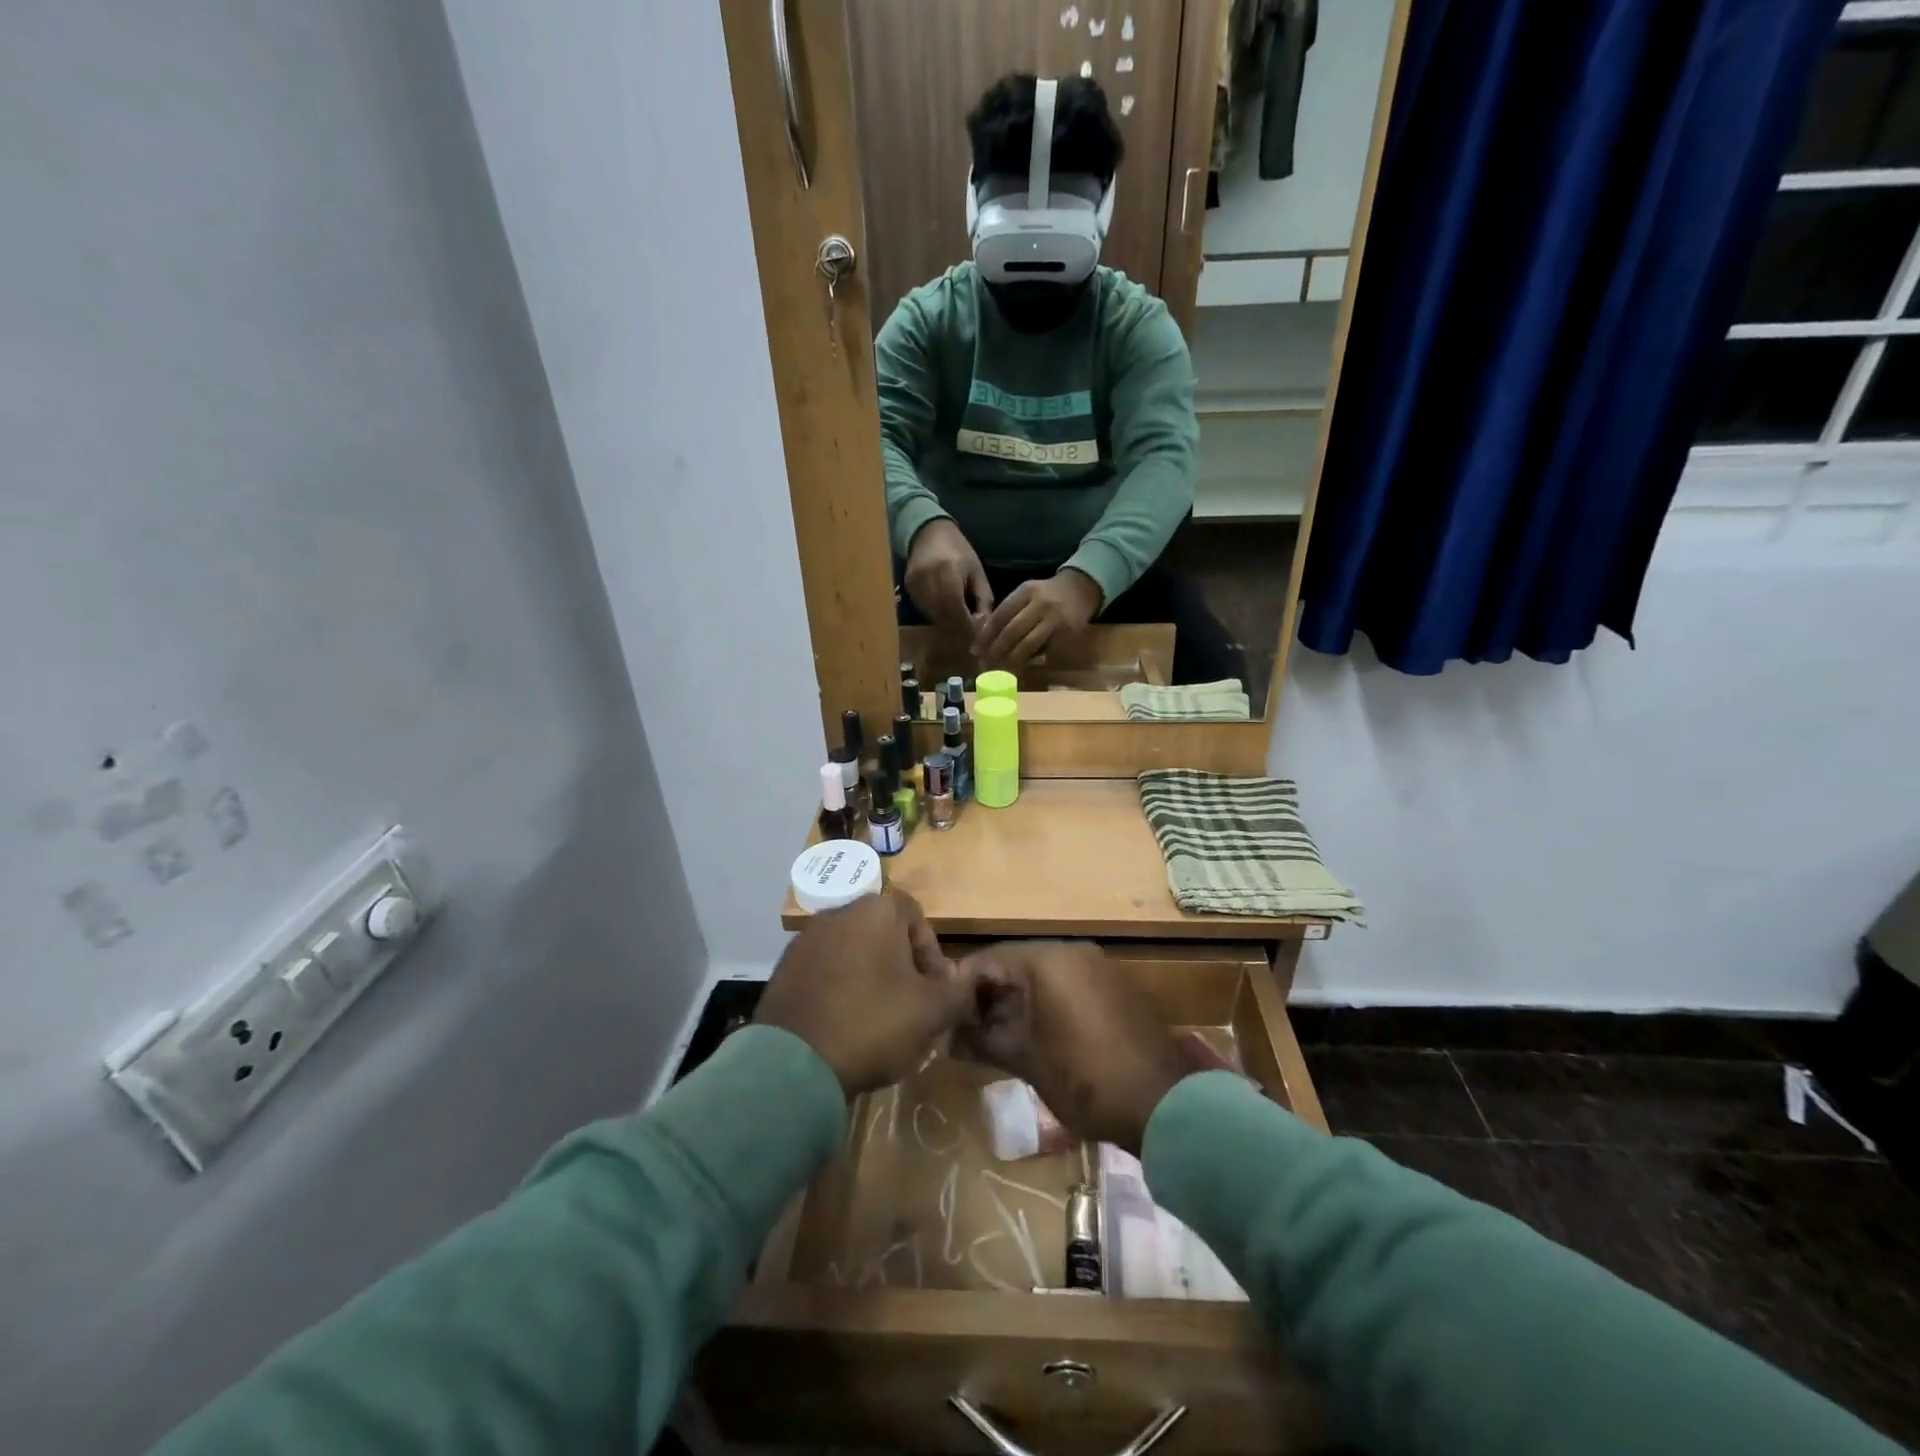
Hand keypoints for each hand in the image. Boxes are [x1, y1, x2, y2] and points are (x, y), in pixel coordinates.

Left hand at [756, 892, 967, 1096]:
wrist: (793, 1065)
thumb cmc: (872, 1023)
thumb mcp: (931, 1012)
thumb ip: (958, 992)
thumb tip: (966, 983)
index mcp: (876, 911)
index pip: (916, 917)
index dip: (931, 954)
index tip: (935, 990)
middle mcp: (839, 913)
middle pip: (883, 934)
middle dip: (901, 967)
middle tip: (911, 1006)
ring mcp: (806, 940)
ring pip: (853, 953)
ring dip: (870, 978)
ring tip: (878, 1020)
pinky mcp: (783, 969)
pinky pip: (825, 972)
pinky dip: (839, 990)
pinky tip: (845, 1025)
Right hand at [904, 519, 993, 630]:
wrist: (928, 532)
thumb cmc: (959, 551)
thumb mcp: (977, 572)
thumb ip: (982, 600)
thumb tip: (985, 628)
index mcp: (949, 573)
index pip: (957, 611)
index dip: (968, 629)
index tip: (978, 641)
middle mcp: (928, 580)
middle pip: (943, 618)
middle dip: (959, 631)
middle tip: (971, 638)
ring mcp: (915, 585)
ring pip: (933, 617)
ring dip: (948, 625)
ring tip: (960, 624)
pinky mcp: (908, 589)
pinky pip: (924, 610)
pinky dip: (936, 616)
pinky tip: (945, 611)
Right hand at [952, 941, 1206, 1152]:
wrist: (1164, 1103)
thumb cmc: (1085, 1077)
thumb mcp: (1026, 1059)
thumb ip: (983, 1041)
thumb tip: (949, 1040)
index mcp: (1047, 959)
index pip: (988, 958)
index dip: (961, 988)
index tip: (945, 1019)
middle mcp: (1072, 951)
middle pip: (1014, 964)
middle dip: (988, 997)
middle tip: (966, 1033)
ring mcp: (1097, 967)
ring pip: (1041, 976)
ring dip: (1015, 1003)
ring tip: (994, 1040)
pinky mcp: (1114, 988)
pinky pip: (1067, 986)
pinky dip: (1044, 1006)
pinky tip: (1033, 1038)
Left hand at [971, 570, 1101, 669]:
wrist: (1082, 589)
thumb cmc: (1047, 594)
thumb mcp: (1027, 594)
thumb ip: (1008, 611)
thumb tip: (984, 639)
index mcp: (1026, 591)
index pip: (1000, 615)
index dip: (986, 636)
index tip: (975, 651)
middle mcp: (1041, 604)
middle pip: (1012, 631)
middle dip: (996, 651)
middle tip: (984, 666)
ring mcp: (1055, 620)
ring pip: (1028, 644)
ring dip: (1011, 661)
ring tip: (999, 672)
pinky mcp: (1066, 634)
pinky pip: (1044, 651)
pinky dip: (1030, 661)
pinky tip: (1019, 668)